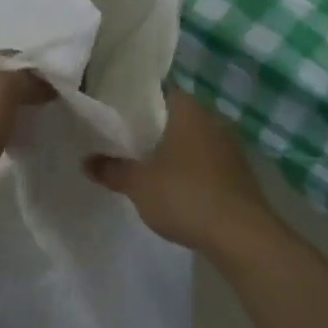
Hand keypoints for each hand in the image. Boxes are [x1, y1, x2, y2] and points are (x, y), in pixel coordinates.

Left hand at [0, 50, 53, 232]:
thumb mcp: (0, 93)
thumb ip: (25, 77)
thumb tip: (44, 80)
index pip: (8, 55)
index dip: (34, 72)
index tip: (56, 94)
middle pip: (0, 78)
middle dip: (24, 92)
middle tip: (48, 111)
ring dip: (12, 113)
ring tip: (33, 127)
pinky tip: (11, 142)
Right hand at [84, 88, 274, 254]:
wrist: (242, 236)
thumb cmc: (186, 195)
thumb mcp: (139, 184)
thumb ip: (112, 170)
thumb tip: (85, 161)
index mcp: (187, 109)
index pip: (158, 91)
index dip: (137, 99)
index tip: (118, 110)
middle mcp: (211, 119)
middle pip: (176, 115)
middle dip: (155, 127)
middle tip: (128, 138)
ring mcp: (229, 146)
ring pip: (194, 139)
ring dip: (176, 150)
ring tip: (149, 163)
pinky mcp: (240, 174)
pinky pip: (208, 162)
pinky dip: (193, 170)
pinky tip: (178, 187)